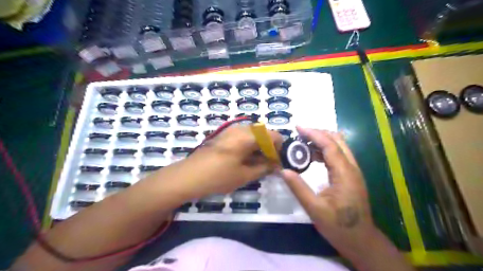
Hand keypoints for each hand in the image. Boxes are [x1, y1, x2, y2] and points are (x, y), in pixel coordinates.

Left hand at [179, 126, 283, 197]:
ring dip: (259, 147)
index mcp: (248, 136)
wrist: (188, 176)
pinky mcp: (224, 135)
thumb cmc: (218, 176)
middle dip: (269, 148)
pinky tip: (245, 160)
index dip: (280, 148)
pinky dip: (249, 146)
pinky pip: (243, 136)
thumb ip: (264, 168)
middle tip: (268, 164)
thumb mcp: (244, 175)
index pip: (274, 135)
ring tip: (257, 164)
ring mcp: (230, 130)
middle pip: (264, 133)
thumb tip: (277, 165)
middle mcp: (240, 128)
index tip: (278, 162)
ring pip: (253, 135)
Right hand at [284, 127, 376, 257]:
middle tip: (299, 134)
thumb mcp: (315, 209)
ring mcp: (353, 171)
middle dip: (318, 133)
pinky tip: (312, 156)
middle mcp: (351, 167)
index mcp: (344, 173)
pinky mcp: (351, 176)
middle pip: (337, 140)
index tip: (298, 127)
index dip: (313, 134)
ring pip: (339, 146)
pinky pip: (338, 155)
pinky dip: (325, 150)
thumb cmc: (338, 226)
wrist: (361, 240)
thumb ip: (298, 188)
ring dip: (321, 141)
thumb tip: (283, 170)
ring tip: (302, 144)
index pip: (329, 145)